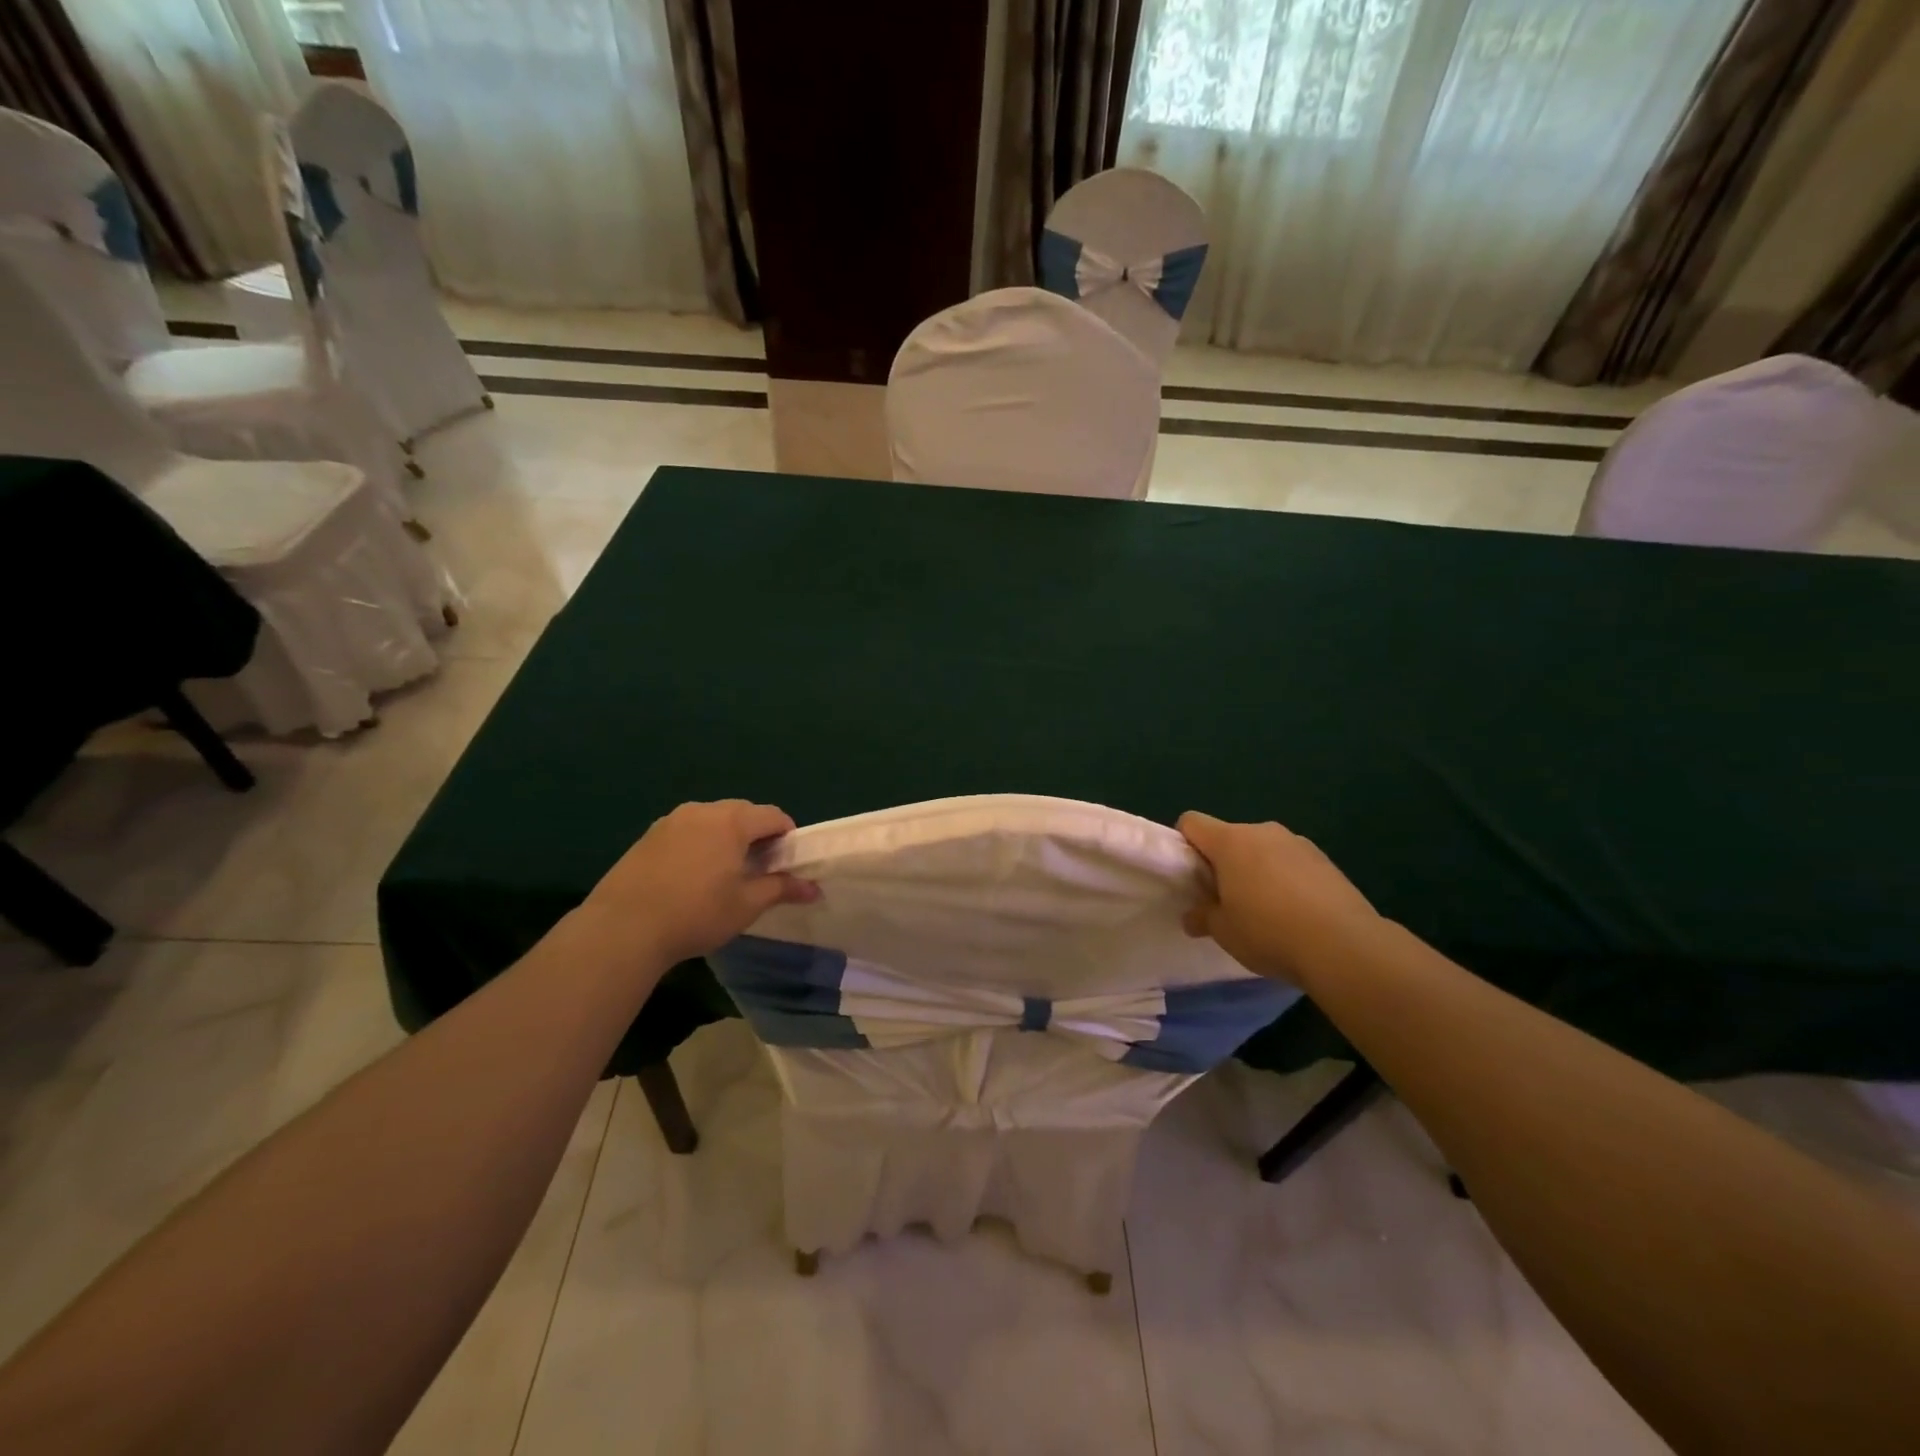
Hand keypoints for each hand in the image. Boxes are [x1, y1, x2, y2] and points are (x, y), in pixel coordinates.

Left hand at [578, 800, 818, 967]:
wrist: (623, 928)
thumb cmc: (696, 913)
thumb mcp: (747, 905)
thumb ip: (781, 889)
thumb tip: (814, 888)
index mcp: (732, 821)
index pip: (773, 815)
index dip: (787, 836)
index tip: (787, 863)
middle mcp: (702, 811)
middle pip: (743, 812)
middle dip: (757, 835)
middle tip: (759, 869)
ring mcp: (671, 821)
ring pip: (712, 820)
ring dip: (727, 838)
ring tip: (724, 873)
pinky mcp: (648, 836)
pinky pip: (687, 831)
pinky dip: (700, 844)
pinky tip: (691, 877)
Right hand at [1178, 811, 1379, 985]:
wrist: (1344, 946)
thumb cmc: (1269, 931)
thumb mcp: (1224, 931)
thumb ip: (1203, 917)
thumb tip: (1194, 916)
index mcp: (1230, 841)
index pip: (1192, 822)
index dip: (1184, 844)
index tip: (1191, 876)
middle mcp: (1263, 831)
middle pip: (1229, 837)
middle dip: (1223, 863)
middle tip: (1226, 900)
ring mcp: (1298, 842)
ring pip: (1262, 850)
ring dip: (1256, 870)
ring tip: (1266, 911)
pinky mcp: (1325, 860)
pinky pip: (1291, 863)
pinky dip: (1286, 880)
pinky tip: (1296, 913)